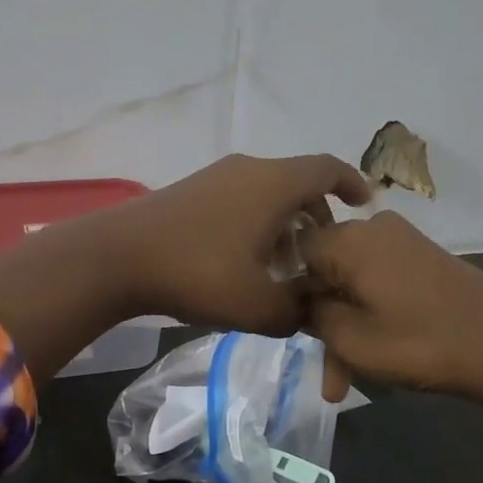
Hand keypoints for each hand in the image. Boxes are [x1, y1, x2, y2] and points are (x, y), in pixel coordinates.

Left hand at [103, 153, 370, 334]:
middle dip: (316, 217)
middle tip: (320, 256)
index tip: (365, 204)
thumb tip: (308, 313)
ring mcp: (216, 177)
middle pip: (297, 184)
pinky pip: (240, 198)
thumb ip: (296, 313)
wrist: (117, 257)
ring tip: (282, 267)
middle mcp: (249, 170)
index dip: (352, 184)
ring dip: (283, 224)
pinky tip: (243, 261)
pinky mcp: (191, 190)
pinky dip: (256, 222)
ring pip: (267, 193)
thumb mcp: (258, 306)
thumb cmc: (198, 274)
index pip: (327, 170)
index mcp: (275, 184)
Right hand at [298, 211, 482, 405]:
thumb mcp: (351, 340)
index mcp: (348, 239)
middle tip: (326, 374)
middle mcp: (372, 229)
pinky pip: (378, 283)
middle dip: (320, 323)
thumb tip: (300, 301)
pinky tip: (372, 356)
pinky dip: (370, 316)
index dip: (285, 291)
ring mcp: (401, 241)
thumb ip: (312, 315)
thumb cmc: (420, 343)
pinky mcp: (422, 258)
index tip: (290, 331)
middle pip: (324, 271)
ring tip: (345, 383)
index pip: (292, 252)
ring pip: (351, 284)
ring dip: (345, 329)